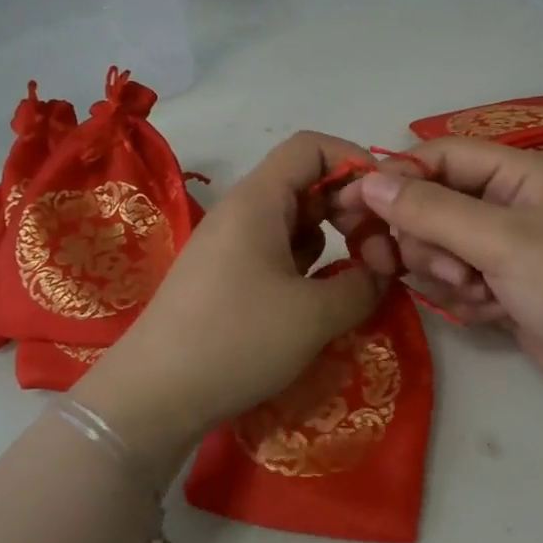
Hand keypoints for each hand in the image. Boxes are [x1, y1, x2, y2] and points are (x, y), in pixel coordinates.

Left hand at [72, 132, 386, 469]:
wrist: (155, 396)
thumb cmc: (237, 340)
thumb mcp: (315, 315)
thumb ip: (364, 285)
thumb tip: (383, 272)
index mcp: (258, 201)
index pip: (312, 147)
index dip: (356, 163)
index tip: (387, 204)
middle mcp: (243, 213)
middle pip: (307, 183)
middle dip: (351, 208)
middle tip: (380, 252)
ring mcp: (231, 247)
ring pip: (294, 222)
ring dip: (333, 239)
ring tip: (360, 276)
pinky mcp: (226, 280)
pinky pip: (278, 254)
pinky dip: (309, 266)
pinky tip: (324, 297)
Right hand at [336, 138, 542, 429]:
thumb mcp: (500, 241)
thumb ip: (431, 210)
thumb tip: (367, 182)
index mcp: (515, 174)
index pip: (438, 157)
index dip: (395, 177)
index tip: (352, 206)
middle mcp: (506, 205)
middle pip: (431, 205)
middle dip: (427, 240)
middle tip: (442, 269)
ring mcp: (502, 250)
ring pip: (438, 249)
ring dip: (445, 274)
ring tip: (475, 293)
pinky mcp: (500, 288)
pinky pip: (454, 283)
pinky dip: (464, 299)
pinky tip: (492, 313)